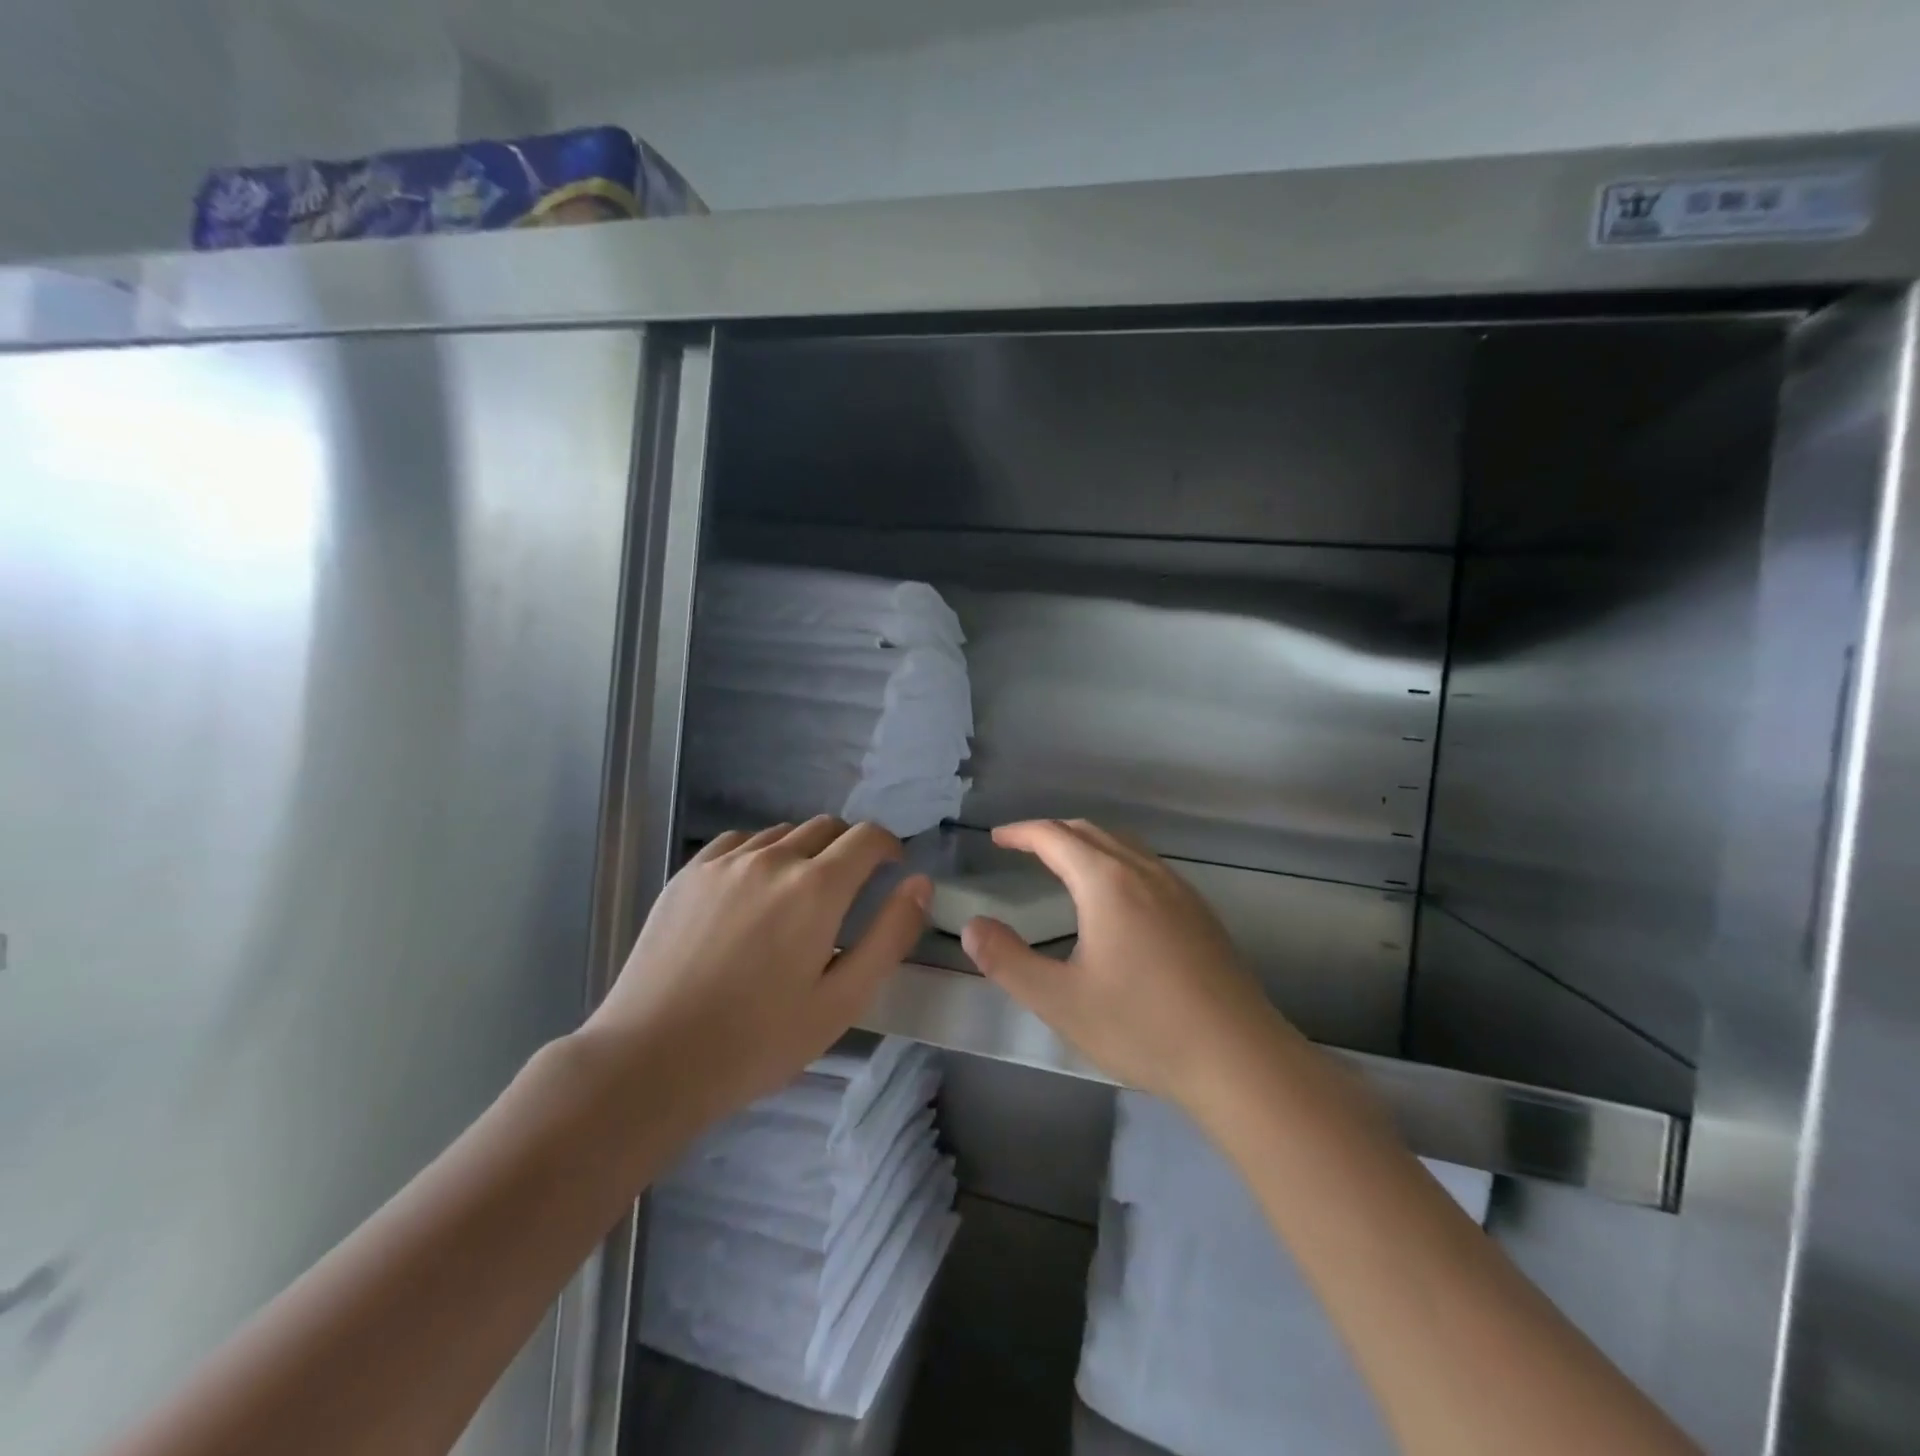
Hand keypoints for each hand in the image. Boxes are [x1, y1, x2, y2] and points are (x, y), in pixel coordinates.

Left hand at [580, 817, 929, 1130]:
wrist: (651, 1059)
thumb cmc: (758, 1040)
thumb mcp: (842, 1001)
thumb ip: (888, 936)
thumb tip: (919, 883)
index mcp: (817, 888)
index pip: (867, 837)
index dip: (889, 846)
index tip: (892, 868)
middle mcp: (773, 859)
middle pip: (827, 827)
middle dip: (850, 848)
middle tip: (850, 890)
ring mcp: (725, 862)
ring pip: (783, 833)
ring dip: (805, 851)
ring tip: (798, 895)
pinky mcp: (689, 873)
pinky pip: (739, 843)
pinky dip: (761, 854)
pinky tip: (752, 891)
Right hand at [960, 819, 1290, 1111]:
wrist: (1239, 1059)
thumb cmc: (1143, 1027)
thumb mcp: (1060, 1001)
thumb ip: (1008, 961)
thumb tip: (973, 927)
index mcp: (1108, 883)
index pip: (1055, 837)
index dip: (1022, 832)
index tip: (997, 838)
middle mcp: (1145, 873)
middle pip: (1091, 832)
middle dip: (1052, 832)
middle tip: (1023, 847)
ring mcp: (1179, 890)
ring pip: (1124, 845)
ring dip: (1087, 844)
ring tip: (1064, 865)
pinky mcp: (1200, 913)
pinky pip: (1148, 866)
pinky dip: (1116, 861)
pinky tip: (1117, 899)